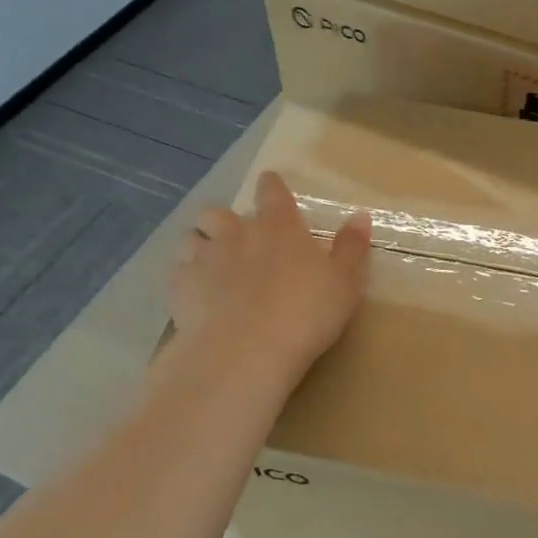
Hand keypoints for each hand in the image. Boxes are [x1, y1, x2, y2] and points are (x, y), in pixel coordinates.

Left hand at [169, 170, 371, 377]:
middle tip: (237, 238)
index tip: (271, 185)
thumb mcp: (344, 282)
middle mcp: (236, 233)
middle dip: (224, 219)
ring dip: (201, 245)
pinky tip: (196, 295)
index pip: (272, 191)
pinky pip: (177, 271)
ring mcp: (203, 258)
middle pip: (218, 211)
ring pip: (191, 237)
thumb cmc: (305, 313)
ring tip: (211, 264)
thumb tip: (360, 216)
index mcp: (279, 226)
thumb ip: (351, 248)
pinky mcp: (179, 287)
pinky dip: (186, 277)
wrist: (245, 351)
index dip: (271, 186)